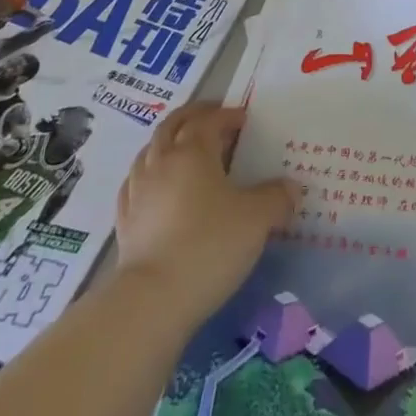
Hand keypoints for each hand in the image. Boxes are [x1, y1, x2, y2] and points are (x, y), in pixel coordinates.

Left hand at [114, 103, 296, 326]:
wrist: (153, 299)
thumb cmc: (209, 246)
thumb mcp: (257, 219)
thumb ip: (276, 198)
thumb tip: (290, 188)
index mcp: (193, 151)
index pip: (209, 119)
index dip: (228, 115)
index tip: (245, 119)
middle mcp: (161, 161)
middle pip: (173, 124)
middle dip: (193, 116)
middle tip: (212, 118)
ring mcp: (138, 189)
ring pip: (149, 150)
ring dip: (168, 141)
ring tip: (184, 149)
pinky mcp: (124, 219)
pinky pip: (135, 182)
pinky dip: (149, 173)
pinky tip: (156, 185)